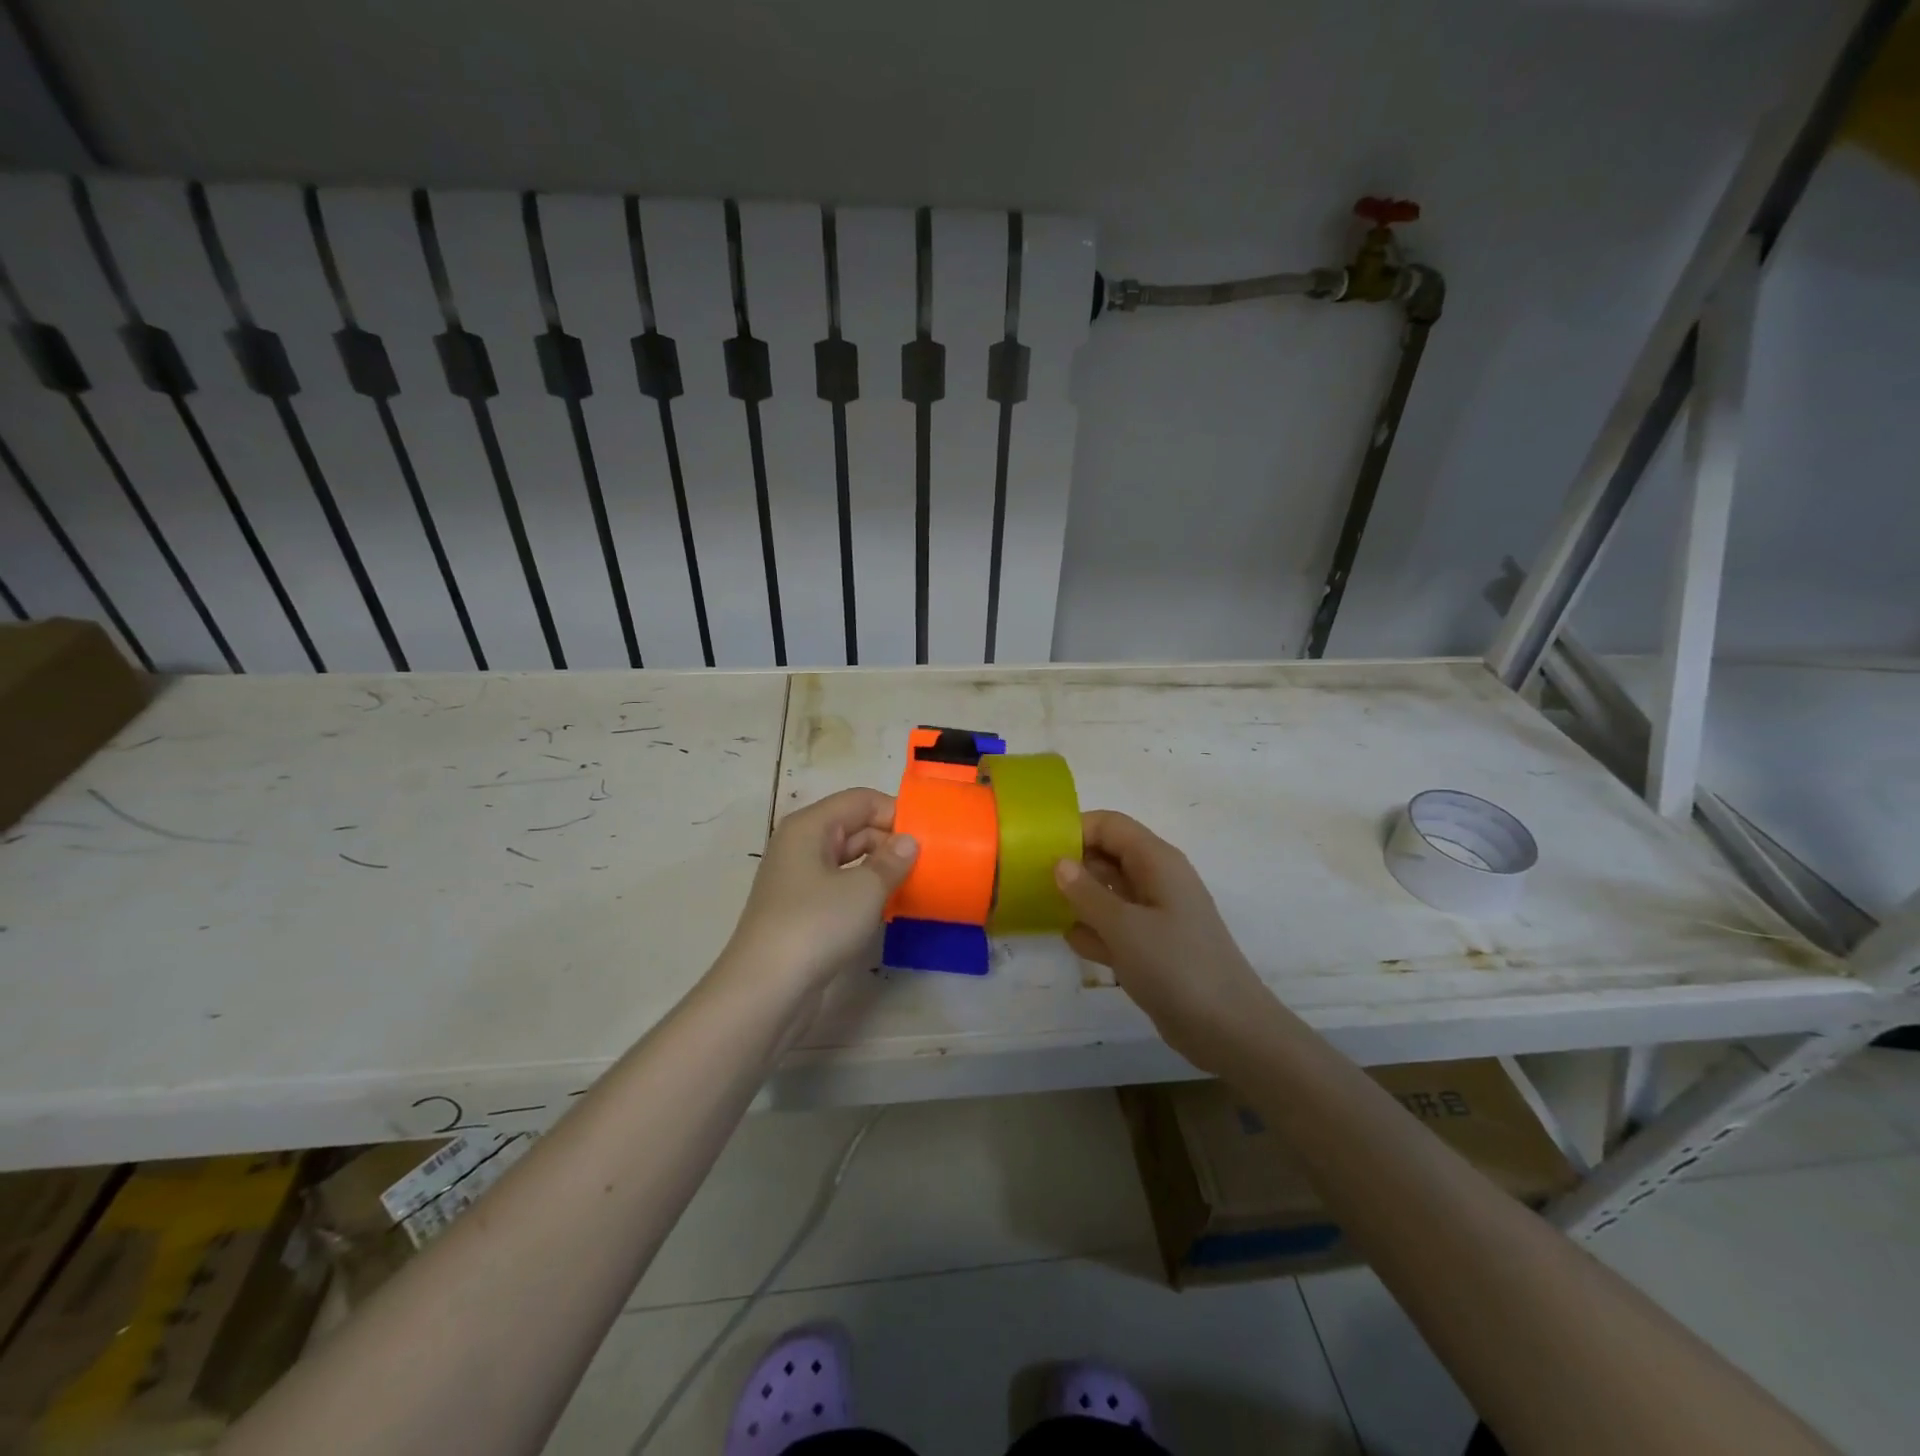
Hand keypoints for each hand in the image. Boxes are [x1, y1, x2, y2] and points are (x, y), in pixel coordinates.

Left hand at [719, 788, 918, 994]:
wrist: (766, 990)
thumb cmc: (816, 924)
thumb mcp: (865, 889)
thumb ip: (892, 860)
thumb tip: (909, 841)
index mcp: (810, 826)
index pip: (860, 800)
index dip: (895, 812)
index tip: (929, 836)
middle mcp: (801, 845)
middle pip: (854, 827)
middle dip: (890, 841)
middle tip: (928, 864)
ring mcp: (798, 879)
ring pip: (848, 860)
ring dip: (880, 868)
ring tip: (915, 883)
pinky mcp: (801, 910)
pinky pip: (840, 887)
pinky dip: (864, 891)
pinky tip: (889, 908)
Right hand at [1054, 810, 1273, 1073]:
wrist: (1228, 1029)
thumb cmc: (1176, 967)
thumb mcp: (1124, 927)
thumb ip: (1086, 893)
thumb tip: (1059, 862)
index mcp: (1156, 861)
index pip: (1110, 825)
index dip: (1074, 829)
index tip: (1037, 848)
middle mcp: (1156, 880)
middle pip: (1107, 855)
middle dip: (1071, 864)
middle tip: (1030, 878)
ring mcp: (1155, 914)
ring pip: (1108, 892)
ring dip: (1079, 898)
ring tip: (1040, 906)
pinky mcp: (1152, 945)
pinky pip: (1115, 925)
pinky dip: (1095, 930)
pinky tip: (1072, 941)